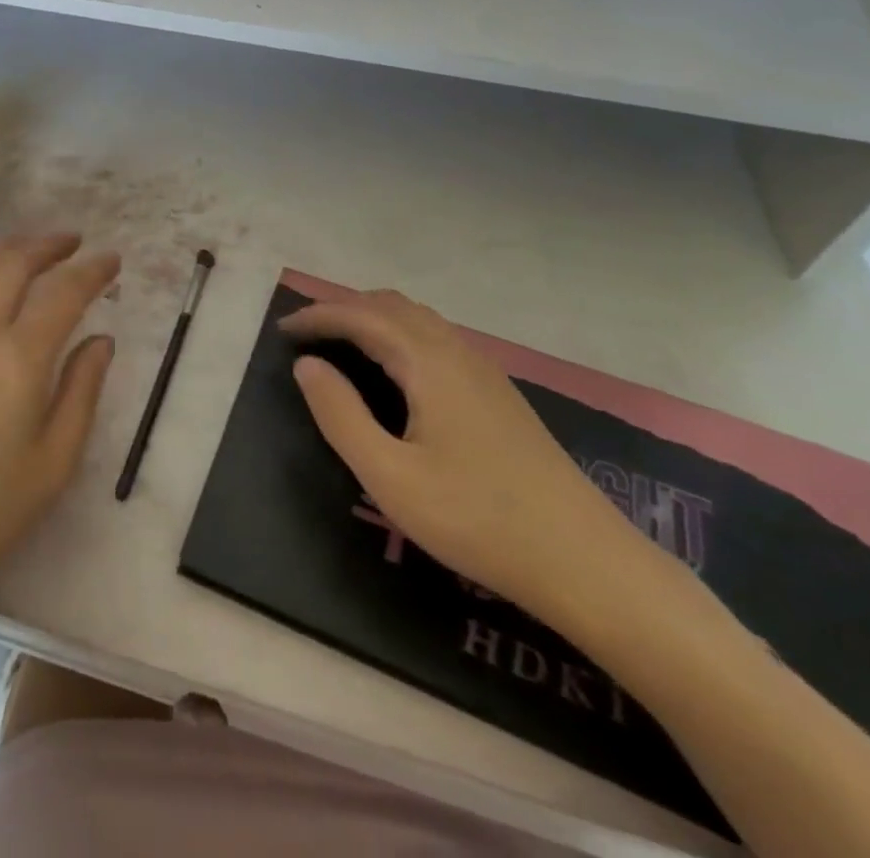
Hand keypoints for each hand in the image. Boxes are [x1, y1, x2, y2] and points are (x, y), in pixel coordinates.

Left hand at [0, 233, 119, 592]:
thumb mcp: (56, 459)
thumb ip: (83, 390)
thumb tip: (101, 340)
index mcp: (20, 357)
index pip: (63, 292)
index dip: (92, 270)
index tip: (112, 259)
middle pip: (13, 264)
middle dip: (47, 245)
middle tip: (72, 241)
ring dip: (1, 250)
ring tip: (24, 248)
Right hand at [283, 291, 641, 622]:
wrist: (587, 563)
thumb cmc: (477, 519)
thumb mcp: (390, 477)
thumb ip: (341, 415)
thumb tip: (307, 365)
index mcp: (428, 363)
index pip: (361, 316)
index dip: (318, 316)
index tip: (282, 330)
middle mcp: (457, 352)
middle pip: (391, 305)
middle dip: (343, 308)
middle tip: (306, 333)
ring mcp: (484, 371)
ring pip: (418, 319)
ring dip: (373, 318)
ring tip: (340, 343)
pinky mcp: (499, 394)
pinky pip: (437, 339)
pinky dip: (399, 334)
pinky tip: (395, 370)